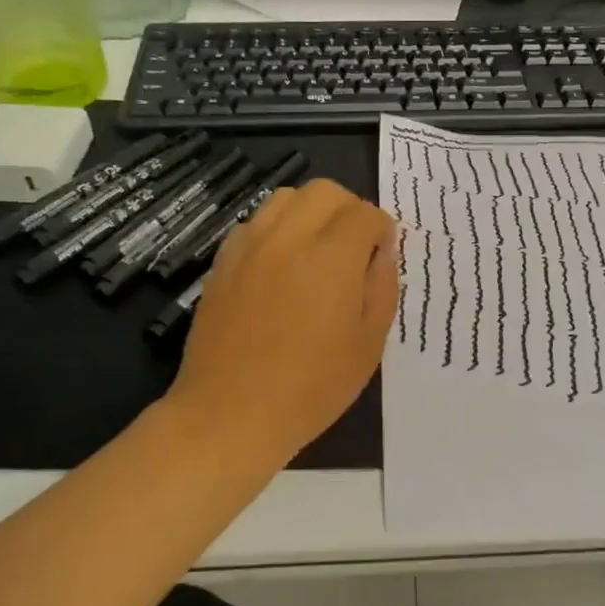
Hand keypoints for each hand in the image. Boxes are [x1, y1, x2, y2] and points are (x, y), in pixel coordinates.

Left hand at [167, 180, 398, 462]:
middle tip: (353, 248)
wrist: (231, 413)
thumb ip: (381, 287)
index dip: (381, 230)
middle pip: (324, 191)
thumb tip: (381, 253)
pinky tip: (280, 266)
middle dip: (348, 210)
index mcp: (332, 257)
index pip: (364, 213)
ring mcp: (250, 247)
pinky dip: (276, 230)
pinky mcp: (223, 262)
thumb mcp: (368, 344)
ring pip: (285, 198)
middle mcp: (289, 238)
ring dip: (310, 213)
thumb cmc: (311, 388)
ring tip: (316, 251)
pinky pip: (254, 223)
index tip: (381, 255)